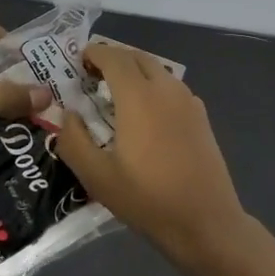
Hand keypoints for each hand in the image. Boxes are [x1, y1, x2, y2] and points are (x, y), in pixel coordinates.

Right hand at [55, 43, 245, 268]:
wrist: (206, 222)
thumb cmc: (147, 199)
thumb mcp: (97, 177)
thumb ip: (73, 140)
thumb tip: (68, 115)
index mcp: (139, 97)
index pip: (114, 57)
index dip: (94, 53)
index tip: (78, 61)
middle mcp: (166, 89)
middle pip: (138, 58)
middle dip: (114, 59)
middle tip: (93, 76)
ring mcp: (189, 102)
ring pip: (158, 71)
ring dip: (135, 72)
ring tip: (116, 94)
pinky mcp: (201, 118)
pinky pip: (172, 88)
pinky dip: (153, 87)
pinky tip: (145, 115)